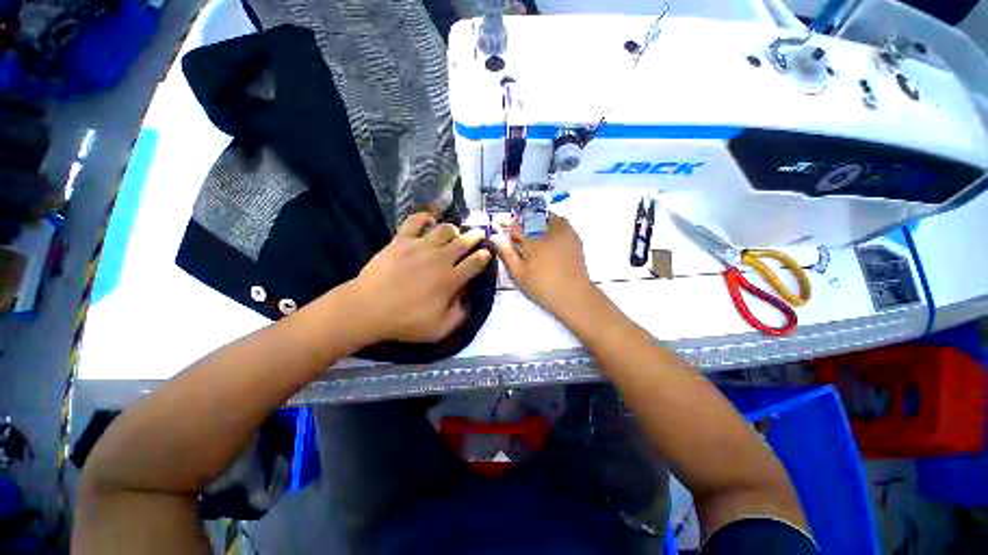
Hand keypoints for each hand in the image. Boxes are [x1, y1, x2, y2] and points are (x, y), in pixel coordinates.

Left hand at [342, 213, 490, 343]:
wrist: (368, 309)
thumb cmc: (405, 321)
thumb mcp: (439, 329)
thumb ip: (459, 314)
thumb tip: (466, 299)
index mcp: (451, 279)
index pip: (475, 263)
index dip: (484, 256)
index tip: (487, 252)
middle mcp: (440, 258)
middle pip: (464, 241)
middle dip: (475, 236)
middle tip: (479, 234)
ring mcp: (420, 246)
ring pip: (444, 229)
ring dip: (453, 229)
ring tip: (455, 231)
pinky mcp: (401, 240)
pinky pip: (415, 221)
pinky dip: (424, 218)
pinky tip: (429, 221)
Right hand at [491, 214, 597, 318]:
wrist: (573, 295)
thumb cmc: (543, 287)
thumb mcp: (519, 273)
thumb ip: (506, 253)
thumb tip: (495, 237)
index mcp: (534, 240)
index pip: (517, 225)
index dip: (507, 225)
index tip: (501, 227)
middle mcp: (549, 231)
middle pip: (532, 217)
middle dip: (522, 221)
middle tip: (516, 232)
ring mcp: (564, 232)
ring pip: (547, 216)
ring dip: (536, 219)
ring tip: (531, 232)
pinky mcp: (574, 237)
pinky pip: (561, 222)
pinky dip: (551, 222)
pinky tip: (547, 234)